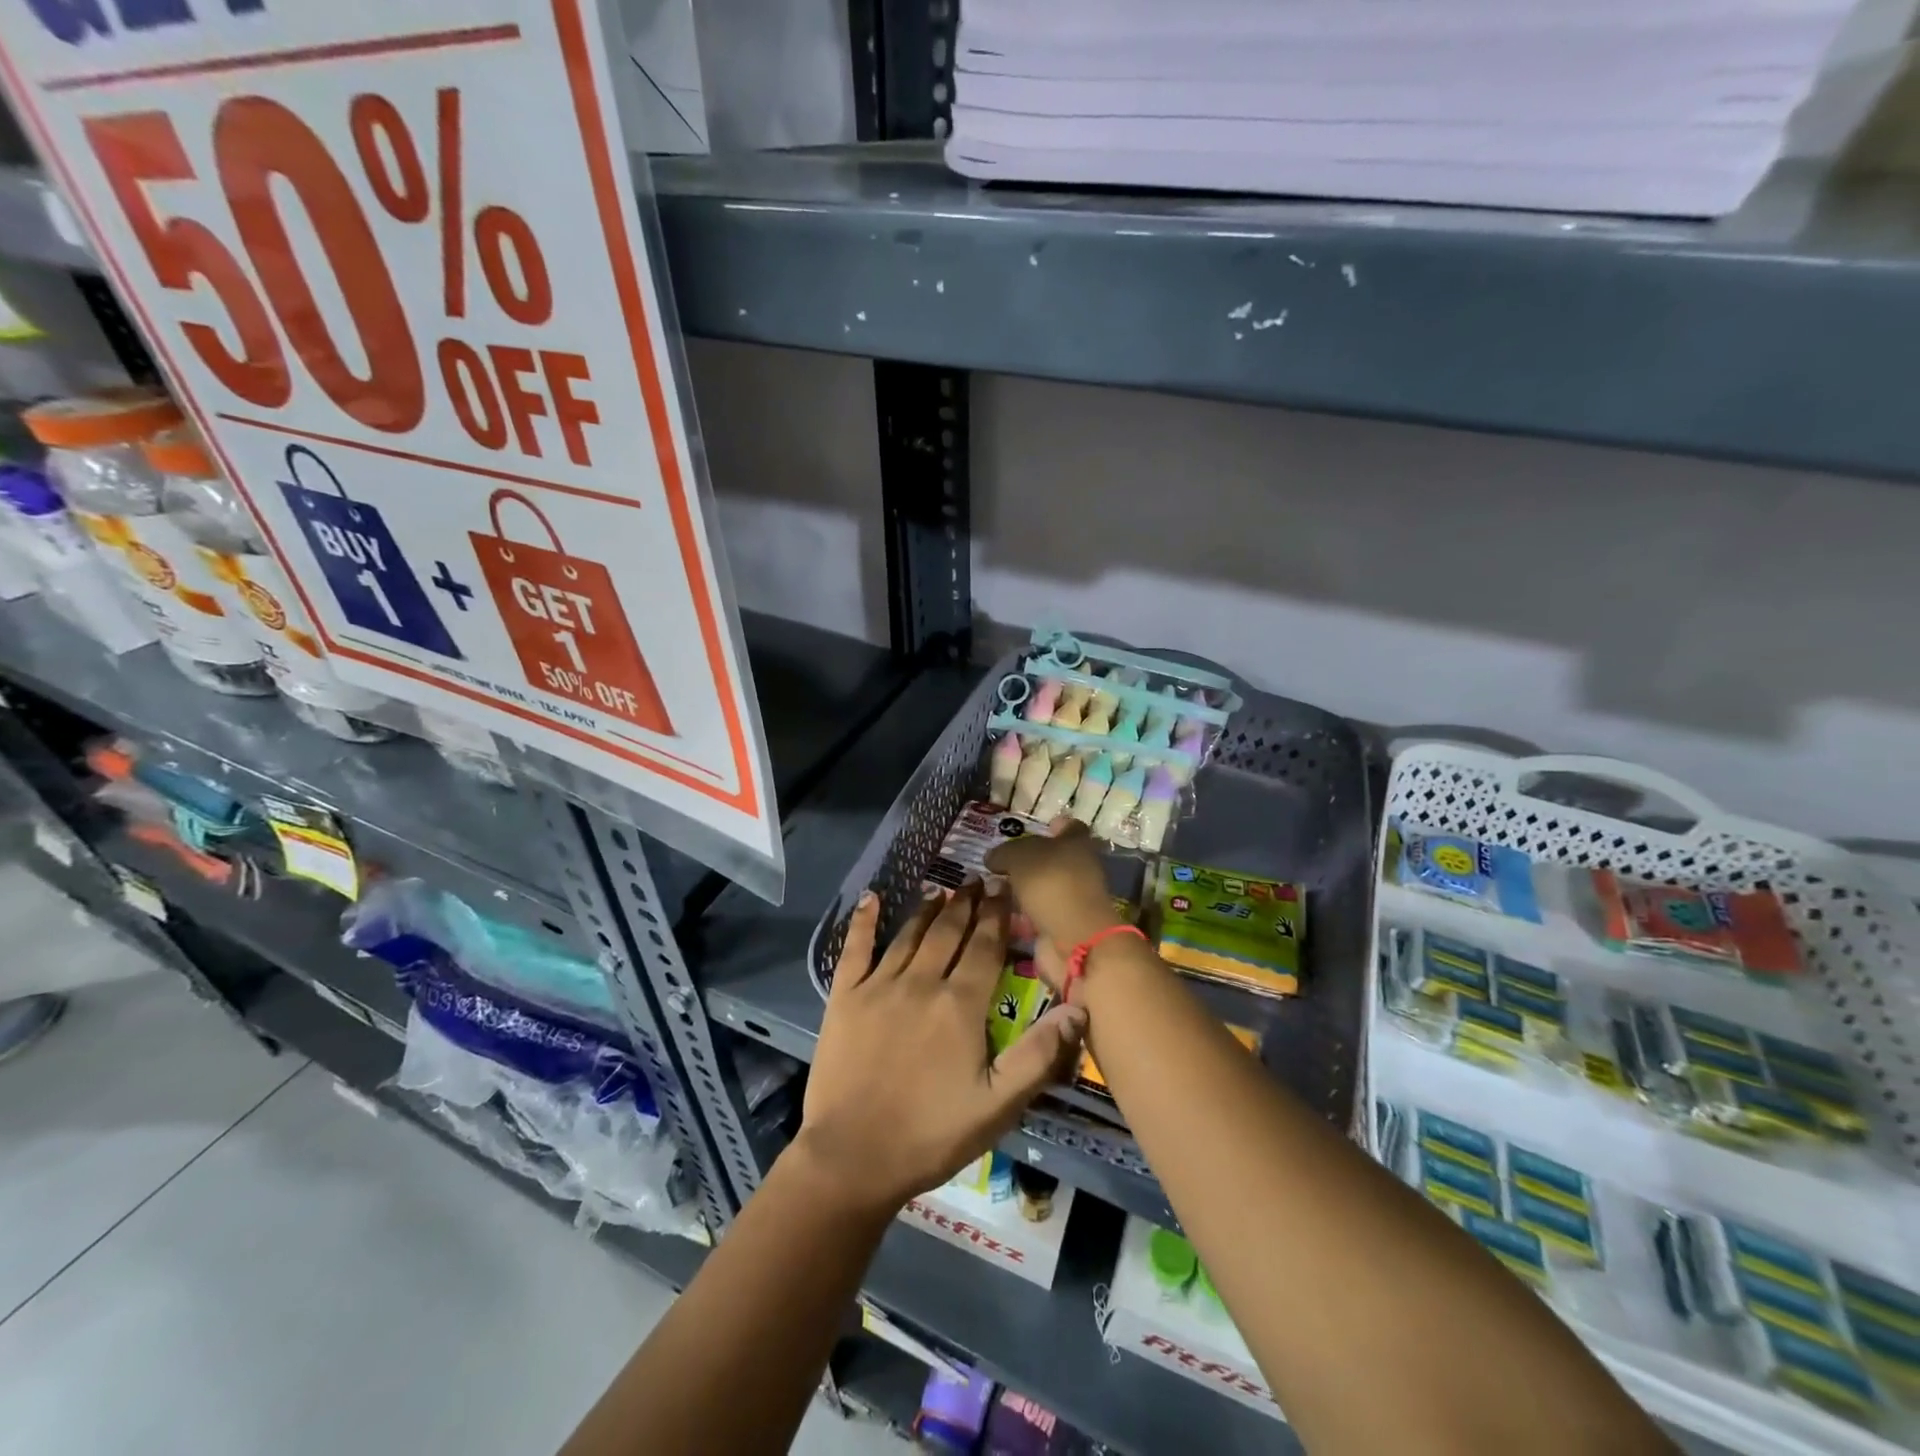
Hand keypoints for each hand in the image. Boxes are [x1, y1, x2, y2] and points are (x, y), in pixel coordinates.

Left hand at [795, 883, 1086, 1213]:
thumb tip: (1079, 1007)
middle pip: (948, 932)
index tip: (1004, 885)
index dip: (996, 915)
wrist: (853, 1158)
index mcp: (960, 1005)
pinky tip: (870, 898)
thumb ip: (1040, 1054)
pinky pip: (856, 949)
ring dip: (928, 909)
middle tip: (978, 878)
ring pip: (910, 935)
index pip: (984, 947)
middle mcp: (921, 983)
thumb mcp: (999, 1105)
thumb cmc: (932, 1134)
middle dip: (967, 903)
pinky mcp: (844, 998)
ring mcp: (878, 987)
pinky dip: (864, 921)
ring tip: (942, 889)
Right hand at [985, 818, 1125, 983]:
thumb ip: (1004, 852)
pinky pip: (1035, 913)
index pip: (1068, 826)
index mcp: (1077, 843)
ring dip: (1019, 888)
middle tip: (997, 860)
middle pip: (1052, 858)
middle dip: (1026, 859)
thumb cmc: (1052, 884)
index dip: (1051, 825)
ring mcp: (1070, 899)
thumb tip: (992, 858)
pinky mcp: (1060, 926)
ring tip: (989, 885)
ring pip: (1041, 887)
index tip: (1028, 828)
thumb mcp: (1020, 856)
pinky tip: (997, 910)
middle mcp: (1078, 869)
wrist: (1075, 940)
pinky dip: (1019, 913)